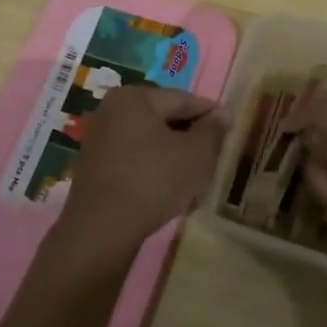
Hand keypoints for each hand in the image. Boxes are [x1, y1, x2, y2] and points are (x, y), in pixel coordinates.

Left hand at [49, 86, 225, 268]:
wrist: (102, 229)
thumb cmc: (154, 179)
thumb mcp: (196, 154)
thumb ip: (213, 130)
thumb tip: (223, 113)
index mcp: (134, 97)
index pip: (183, 100)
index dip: (210, 115)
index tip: (230, 130)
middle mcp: (112, 111)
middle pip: (165, 120)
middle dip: (192, 140)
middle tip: (215, 159)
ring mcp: (100, 140)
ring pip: (151, 143)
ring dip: (175, 158)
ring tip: (197, 182)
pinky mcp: (95, 168)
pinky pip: (135, 161)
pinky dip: (155, 171)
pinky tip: (172, 194)